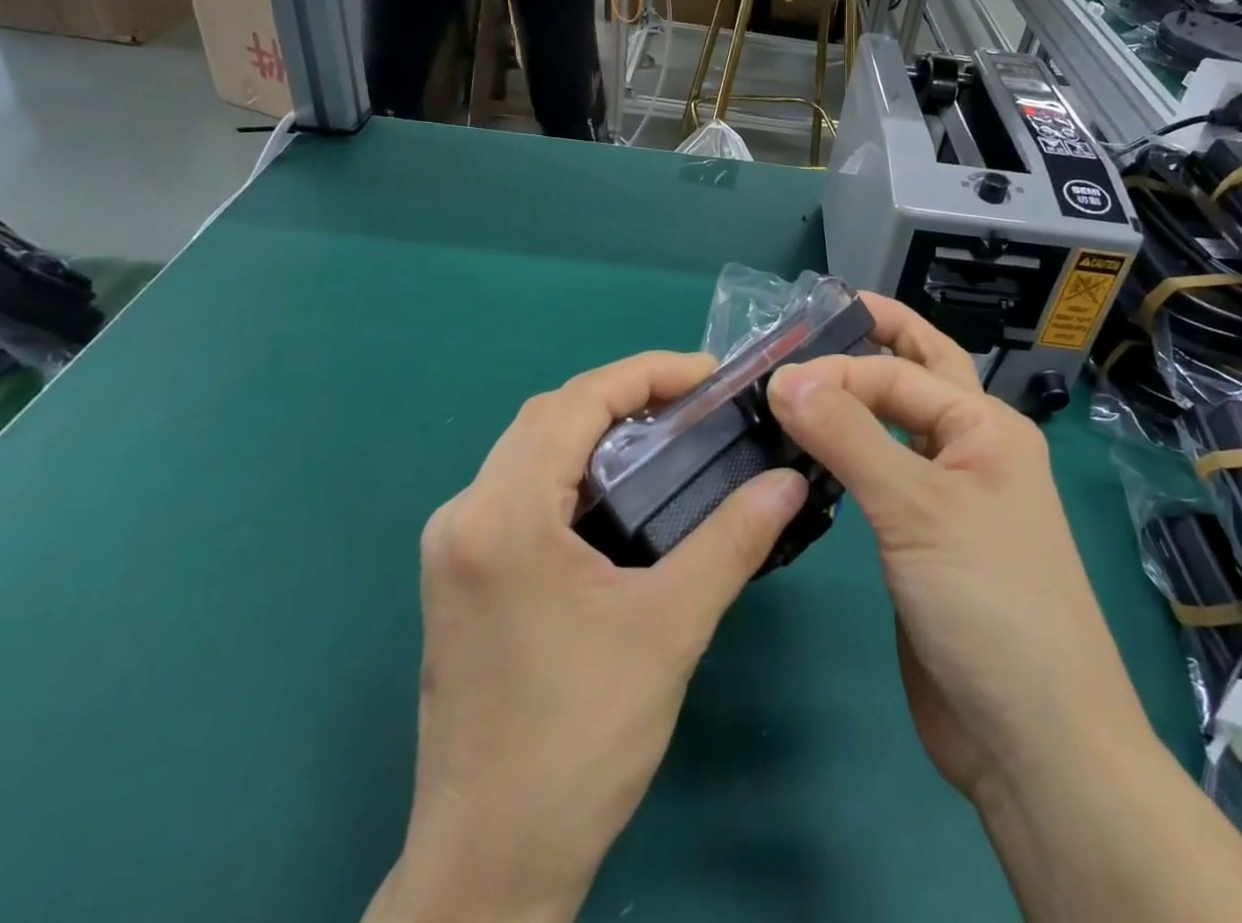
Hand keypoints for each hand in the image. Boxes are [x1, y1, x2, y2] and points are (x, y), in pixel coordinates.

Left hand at [369, 352, 809, 922]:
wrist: (489, 868)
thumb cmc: (579, 742)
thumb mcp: (669, 629)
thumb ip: (732, 541)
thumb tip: (788, 481)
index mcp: (503, 515)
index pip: (577, 402)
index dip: (647, 373)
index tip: (710, 374)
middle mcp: (464, 513)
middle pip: (549, 415)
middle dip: (625, 394)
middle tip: (697, 402)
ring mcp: (453, 545)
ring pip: (531, 447)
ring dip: (598, 428)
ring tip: (669, 432)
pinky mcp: (460, 573)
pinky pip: (520, 485)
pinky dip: (574, 465)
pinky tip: (620, 489)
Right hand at [767, 299, 1153, 799]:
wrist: (1031, 740)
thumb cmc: (988, 604)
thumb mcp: (917, 508)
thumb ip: (848, 436)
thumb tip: (784, 377)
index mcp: (987, 427)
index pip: (899, 372)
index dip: (837, 368)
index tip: (773, 382)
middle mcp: (971, 450)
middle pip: (918, 375)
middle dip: (875, 340)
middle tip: (818, 316)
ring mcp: (948, 497)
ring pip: (896, 426)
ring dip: (857, 398)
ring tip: (801, 378)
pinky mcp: (922, 538)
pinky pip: (882, 475)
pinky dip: (849, 452)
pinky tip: (811, 449)